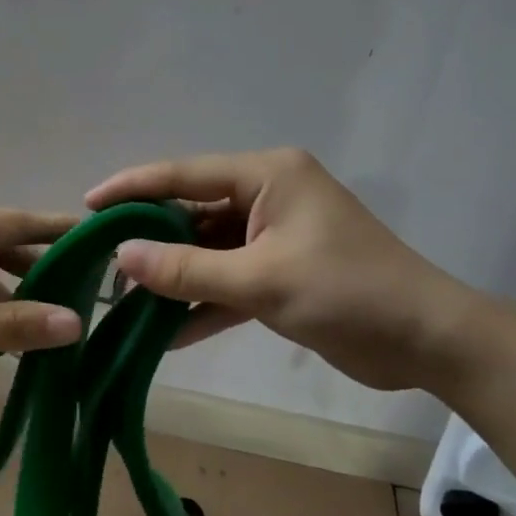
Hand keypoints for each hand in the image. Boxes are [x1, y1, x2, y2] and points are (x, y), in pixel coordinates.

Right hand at [86, 148, 479, 390]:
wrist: (428, 341)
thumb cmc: (348, 292)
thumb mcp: (261, 280)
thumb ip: (187, 270)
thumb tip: (121, 259)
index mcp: (268, 175)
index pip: (185, 174)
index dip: (133, 188)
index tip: (88, 205)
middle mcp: (268, 197)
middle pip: (192, 214)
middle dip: (150, 242)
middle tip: (100, 263)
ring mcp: (274, 237)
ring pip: (207, 252)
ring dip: (173, 279)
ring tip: (123, 302)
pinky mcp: (280, 273)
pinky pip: (228, 282)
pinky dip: (202, 305)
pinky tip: (164, 334)